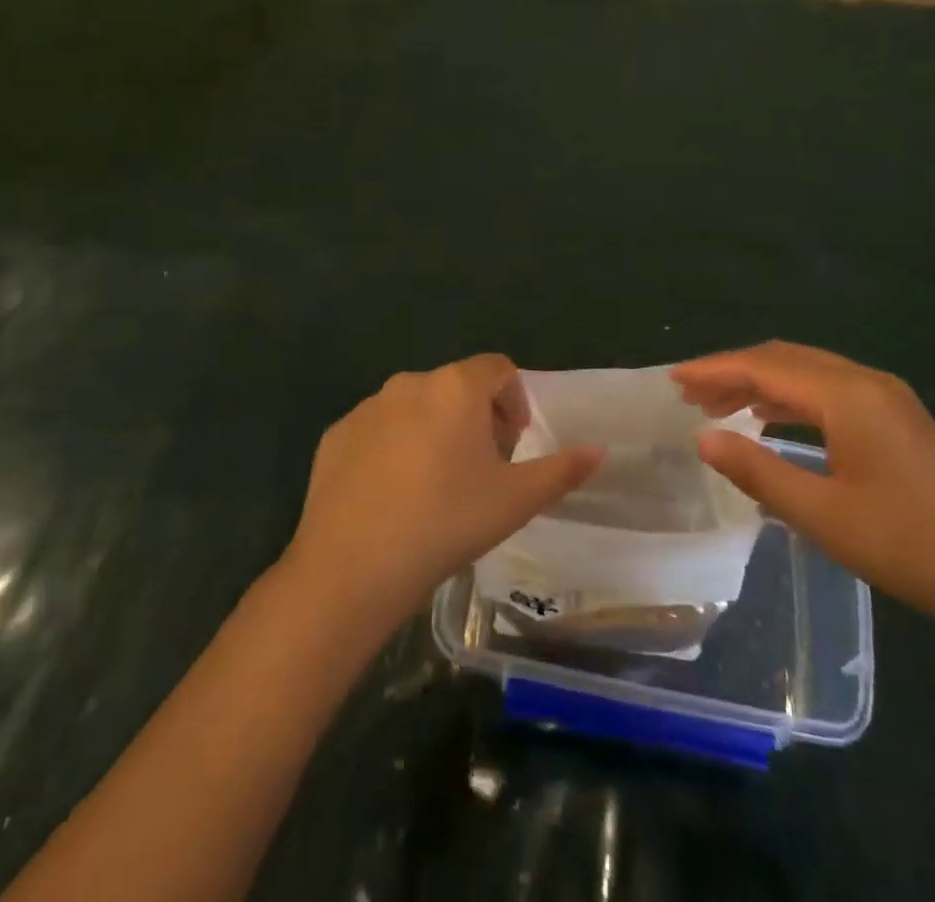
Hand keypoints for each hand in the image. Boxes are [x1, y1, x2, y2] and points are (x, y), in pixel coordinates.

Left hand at [283, 355, 602, 636]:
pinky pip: (377, 431)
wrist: (352, 566)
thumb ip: (562, 470)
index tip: (515, 441)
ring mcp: (367, 408)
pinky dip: (394, 449)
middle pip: (456, 387)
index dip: (515, 399)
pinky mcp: (336, 435)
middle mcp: (410, 383)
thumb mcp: (515, 500)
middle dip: (477, 418)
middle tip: (483, 467)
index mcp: (456, 388)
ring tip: (438, 484)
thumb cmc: (446, 522)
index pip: (498, 368)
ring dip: (435, 431)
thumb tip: (599, 451)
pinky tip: (394, 496)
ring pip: (415, 408)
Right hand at [674, 341, 934, 640]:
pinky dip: (789, 397)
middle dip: (733, 371)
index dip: (715, 369)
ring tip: (716, 406)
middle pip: (785, 359)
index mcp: (848, 395)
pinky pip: (828, 390)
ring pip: (807, 372)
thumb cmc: (908, 546)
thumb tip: (702, 439)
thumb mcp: (823, 515)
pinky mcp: (895, 417)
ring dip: (760, 383)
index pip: (766, 366)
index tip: (673, 379)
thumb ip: (757, 471)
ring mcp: (885, 397)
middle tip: (688, 394)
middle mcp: (866, 381)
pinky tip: (768, 417)